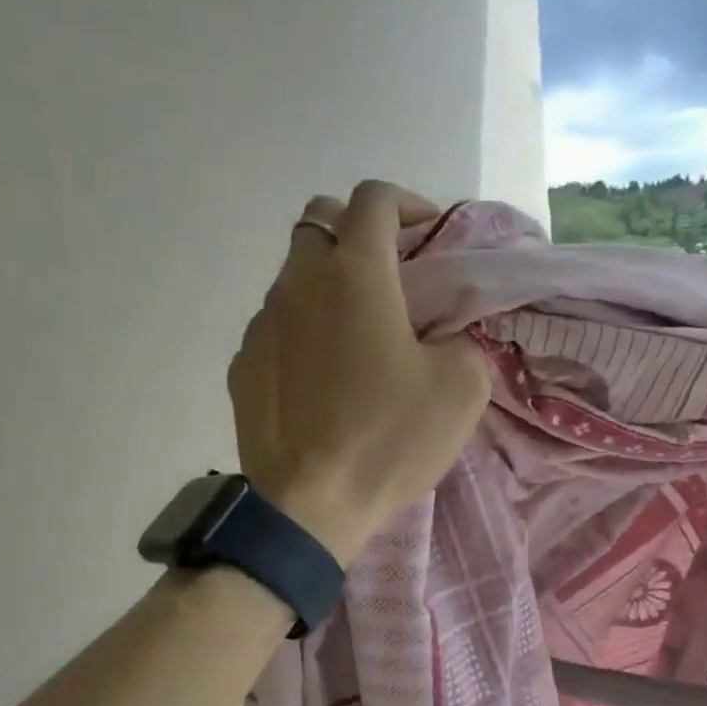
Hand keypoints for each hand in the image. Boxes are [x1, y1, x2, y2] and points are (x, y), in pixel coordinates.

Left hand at [228, 181, 491, 563]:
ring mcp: (262, 324)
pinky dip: (303, 332)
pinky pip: (276, 327)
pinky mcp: (243, 365)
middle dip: (358, 232)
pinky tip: (323, 378)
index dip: (406, 203)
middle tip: (391, 276)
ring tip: (358, 336)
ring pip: (294, 276)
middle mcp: (299, 283)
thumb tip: (445, 336)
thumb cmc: (389, 439)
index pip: (374, 199)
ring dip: (328, 285)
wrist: (309, 506)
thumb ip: (463, 341)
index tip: (428, 234)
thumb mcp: (461, 388)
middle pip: (320, 222)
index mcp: (356, 275)